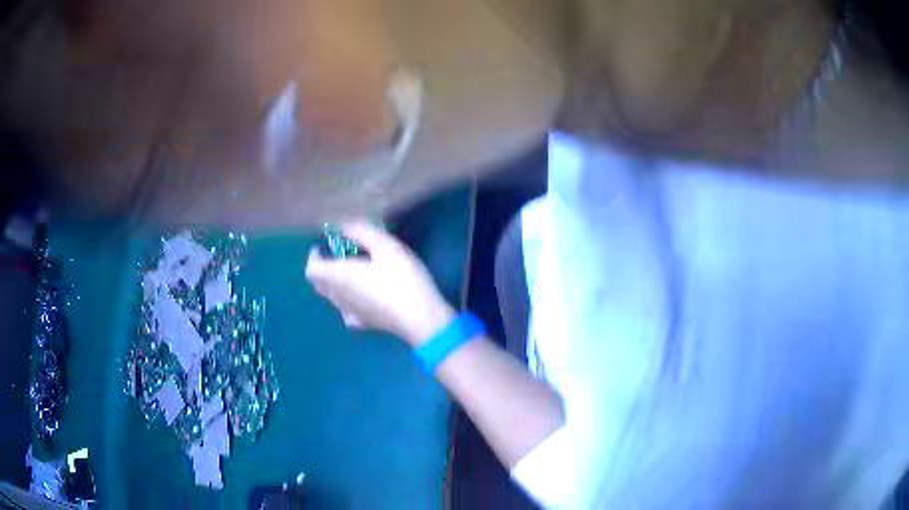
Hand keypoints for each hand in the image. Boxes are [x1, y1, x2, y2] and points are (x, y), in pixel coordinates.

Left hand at [305, 221, 454, 345]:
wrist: (421, 319)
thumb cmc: (402, 278)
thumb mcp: (385, 246)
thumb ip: (360, 232)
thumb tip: (342, 226)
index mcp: (339, 276)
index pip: (311, 269)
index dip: (314, 256)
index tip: (324, 245)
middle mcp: (338, 297)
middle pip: (319, 284)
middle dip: (325, 267)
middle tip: (342, 254)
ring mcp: (351, 314)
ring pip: (332, 297)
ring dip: (336, 283)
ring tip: (355, 271)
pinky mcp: (365, 324)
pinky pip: (347, 311)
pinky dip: (348, 300)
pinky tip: (364, 296)